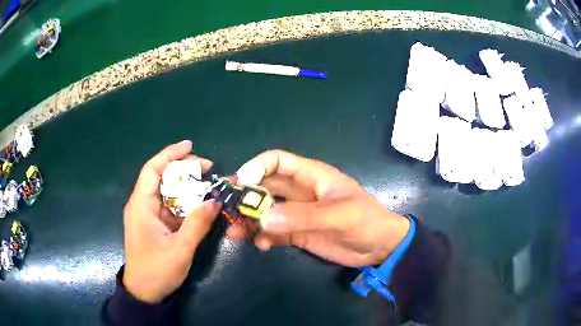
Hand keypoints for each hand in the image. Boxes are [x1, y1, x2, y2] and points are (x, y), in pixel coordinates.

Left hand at [123, 140, 221, 302]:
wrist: (144, 292)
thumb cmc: (157, 271)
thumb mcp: (180, 249)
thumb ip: (197, 224)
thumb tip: (215, 202)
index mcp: (141, 206)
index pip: (152, 170)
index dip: (170, 155)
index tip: (190, 147)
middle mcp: (142, 205)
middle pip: (161, 177)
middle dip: (183, 169)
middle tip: (207, 169)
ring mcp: (147, 215)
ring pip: (166, 192)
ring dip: (186, 187)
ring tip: (208, 186)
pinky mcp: (154, 224)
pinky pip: (170, 207)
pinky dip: (184, 203)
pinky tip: (199, 205)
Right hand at [231, 150, 409, 267]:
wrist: (379, 248)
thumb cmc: (366, 221)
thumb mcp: (339, 216)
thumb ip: (302, 217)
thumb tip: (264, 218)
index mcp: (311, 176)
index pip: (277, 161)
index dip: (257, 167)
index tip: (240, 183)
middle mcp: (300, 192)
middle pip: (265, 187)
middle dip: (245, 196)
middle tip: (226, 209)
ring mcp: (297, 214)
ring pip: (265, 211)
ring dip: (249, 220)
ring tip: (236, 233)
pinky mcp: (297, 233)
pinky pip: (273, 232)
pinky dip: (263, 237)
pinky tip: (261, 246)